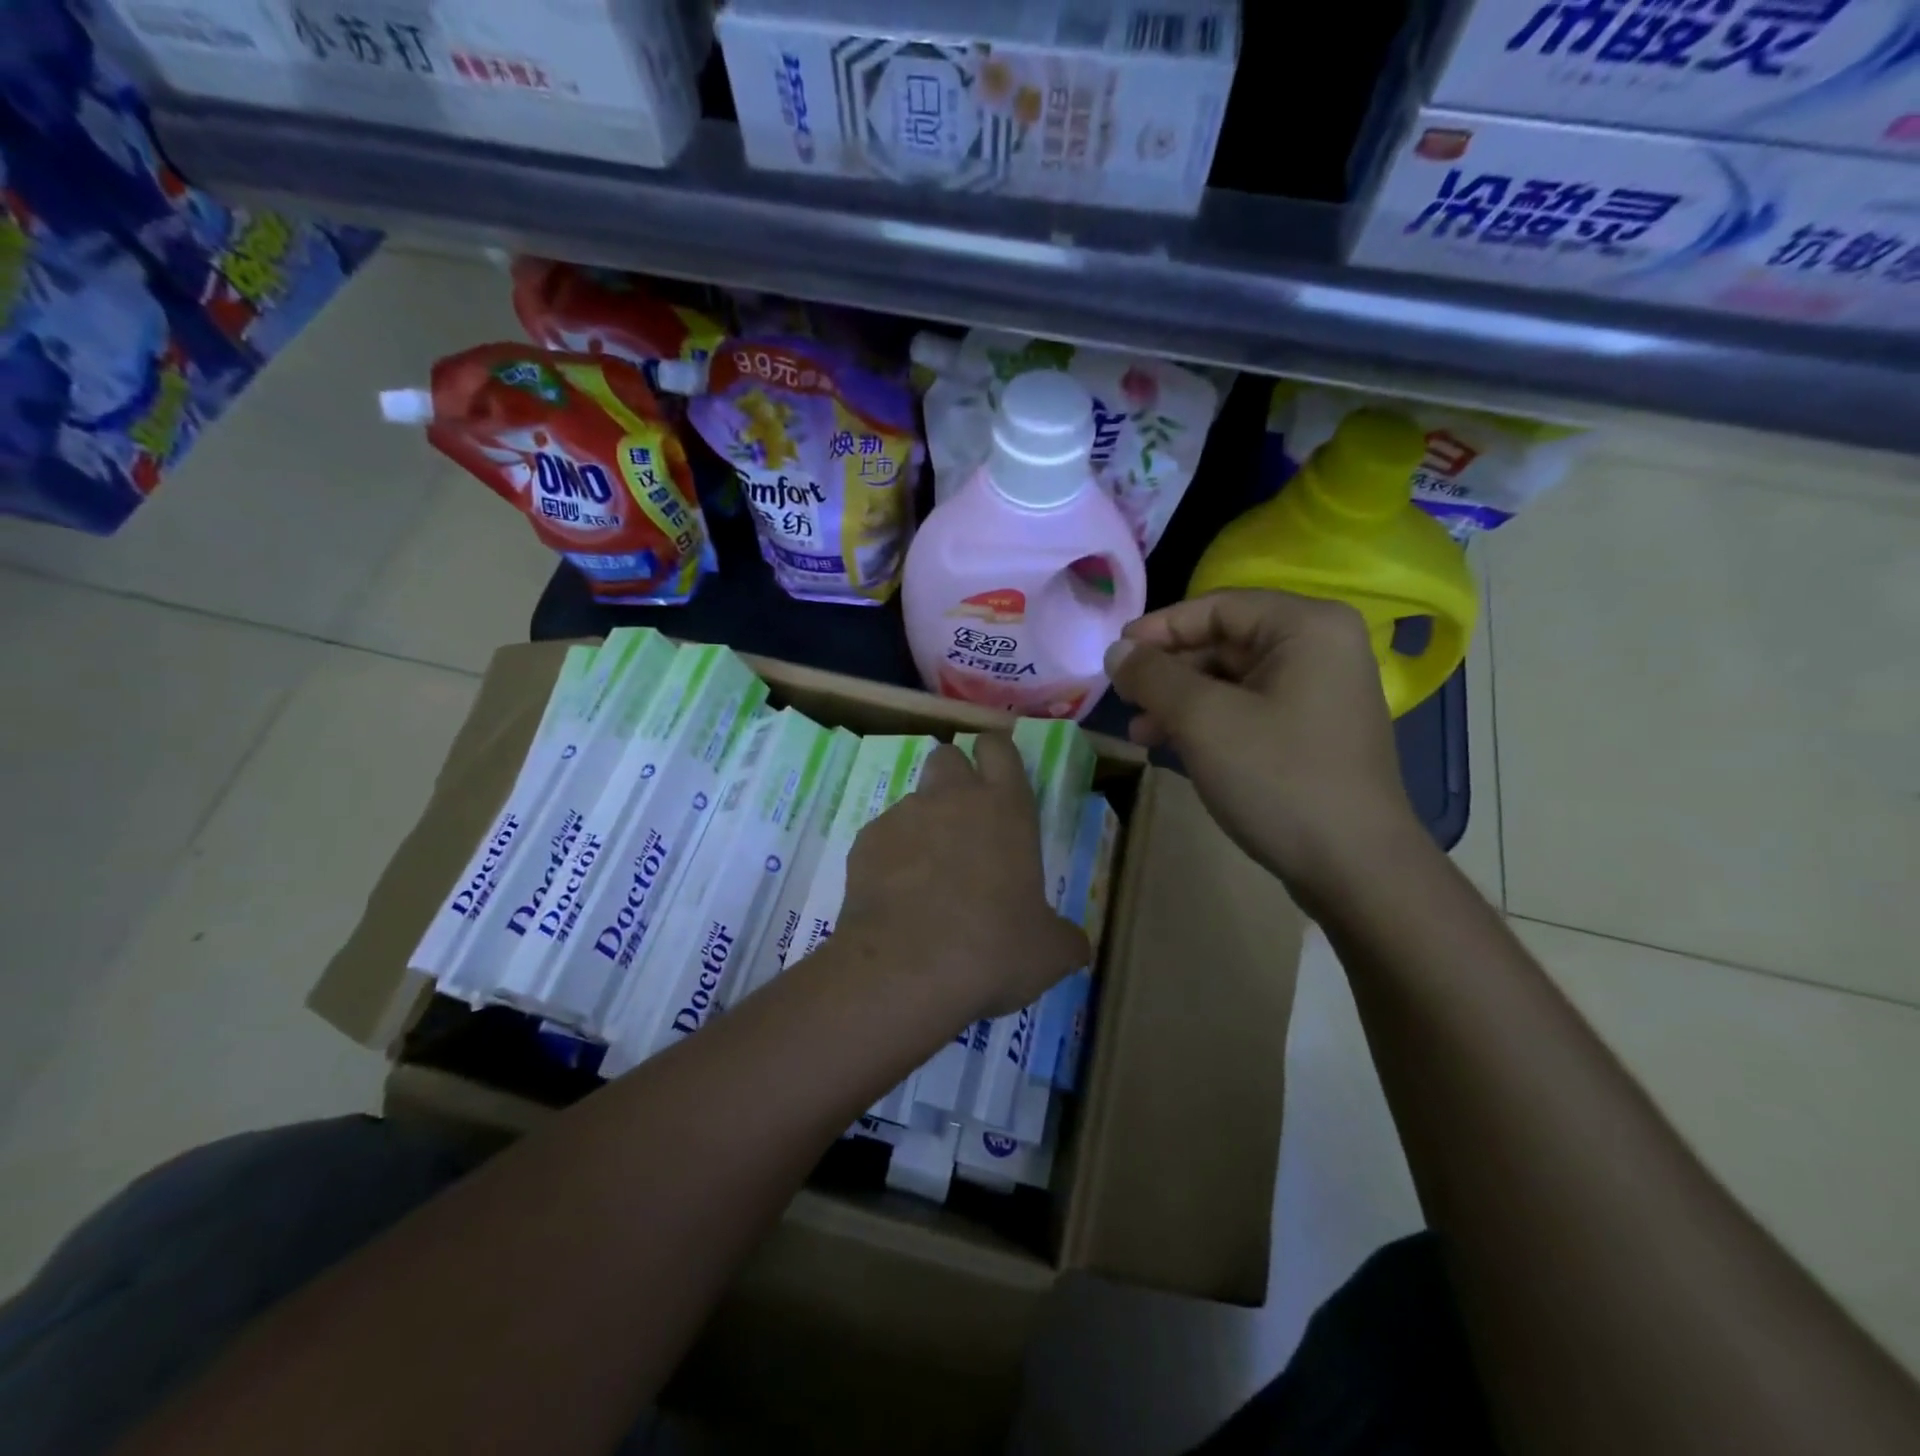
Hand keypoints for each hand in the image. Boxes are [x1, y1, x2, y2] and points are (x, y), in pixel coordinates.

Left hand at [835, 735, 1090, 1023]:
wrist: (905, 969)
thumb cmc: (992, 949)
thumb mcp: (1048, 953)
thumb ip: (1065, 938)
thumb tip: (1075, 945)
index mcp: (1005, 808)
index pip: (999, 747)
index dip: (996, 755)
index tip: (997, 776)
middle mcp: (952, 797)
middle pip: (948, 757)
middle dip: (954, 778)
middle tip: (963, 822)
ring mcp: (904, 815)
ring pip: (913, 799)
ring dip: (923, 823)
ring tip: (927, 874)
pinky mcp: (865, 841)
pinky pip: (882, 836)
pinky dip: (890, 857)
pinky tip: (896, 897)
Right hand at [1105, 589, 1425, 903]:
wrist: (1354, 868)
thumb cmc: (1278, 778)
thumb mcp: (1203, 720)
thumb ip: (1153, 676)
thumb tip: (1116, 651)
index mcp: (1306, 627)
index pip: (1217, 607)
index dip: (1159, 628)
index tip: (1114, 656)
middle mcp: (1320, 649)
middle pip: (1223, 642)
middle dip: (1168, 673)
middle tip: (1123, 699)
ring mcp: (1319, 693)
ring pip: (1231, 681)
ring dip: (1180, 702)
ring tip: (1139, 732)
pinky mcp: (1310, 732)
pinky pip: (1247, 710)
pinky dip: (1206, 723)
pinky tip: (1171, 746)